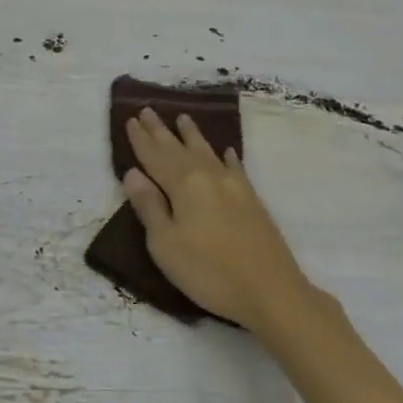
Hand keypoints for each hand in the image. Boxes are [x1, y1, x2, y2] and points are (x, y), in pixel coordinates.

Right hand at [121, 110, 323, 333]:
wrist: (272, 291)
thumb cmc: (208, 271)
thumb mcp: (165, 244)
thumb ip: (149, 207)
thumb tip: (132, 173)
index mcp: (184, 185)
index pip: (155, 156)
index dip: (140, 140)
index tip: (130, 119)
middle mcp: (208, 176)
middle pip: (179, 148)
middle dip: (161, 131)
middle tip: (147, 110)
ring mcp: (234, 186)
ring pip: (207, 152)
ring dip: (192, 135)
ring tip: (183, 118)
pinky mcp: (252, 200)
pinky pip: (235, 167)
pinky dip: (226, 157)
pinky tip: (226, 151)